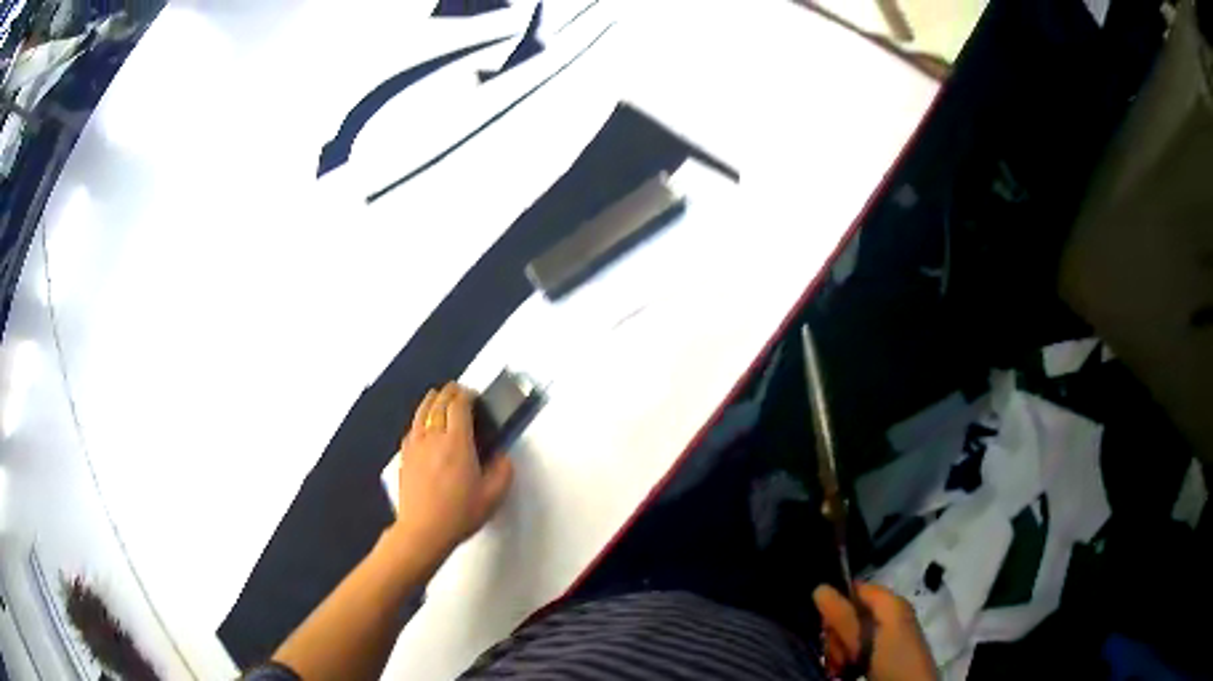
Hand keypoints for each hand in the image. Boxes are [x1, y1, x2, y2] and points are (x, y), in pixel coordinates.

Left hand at [389, 382, 513, 558]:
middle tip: (458, 390)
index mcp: (457, 443)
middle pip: (439, 403)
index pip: (459, 406)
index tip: (474, 395)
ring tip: (437, 395)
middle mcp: (434, 437)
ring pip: (422, 412)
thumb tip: (502, 456)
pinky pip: (412, 428)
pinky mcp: (404, 456)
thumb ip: (503, 472)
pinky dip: (419, 419)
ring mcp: (415, 445)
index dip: (467, 395)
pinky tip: (422, 424)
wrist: (423, 530)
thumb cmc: (459, 513)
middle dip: (450, 392)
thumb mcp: (493, 496)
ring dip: (432, 400)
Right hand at [814, 582, 937, 680]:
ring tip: (839, 669)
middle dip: (837, 636)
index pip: (857, 588)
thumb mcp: (864, 641)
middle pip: (852, 615)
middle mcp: (890, 614)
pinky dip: (848, 661)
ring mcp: (888, 635)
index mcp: (891, 603)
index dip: (836, 603)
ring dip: (839, 653)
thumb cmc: (891, 661)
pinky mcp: (885, 654)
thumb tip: (820, 587)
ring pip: (851, 637)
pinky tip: (844, 673)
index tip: (824, 626)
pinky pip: (859, 650)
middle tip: (836, 655)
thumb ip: (843, 617)